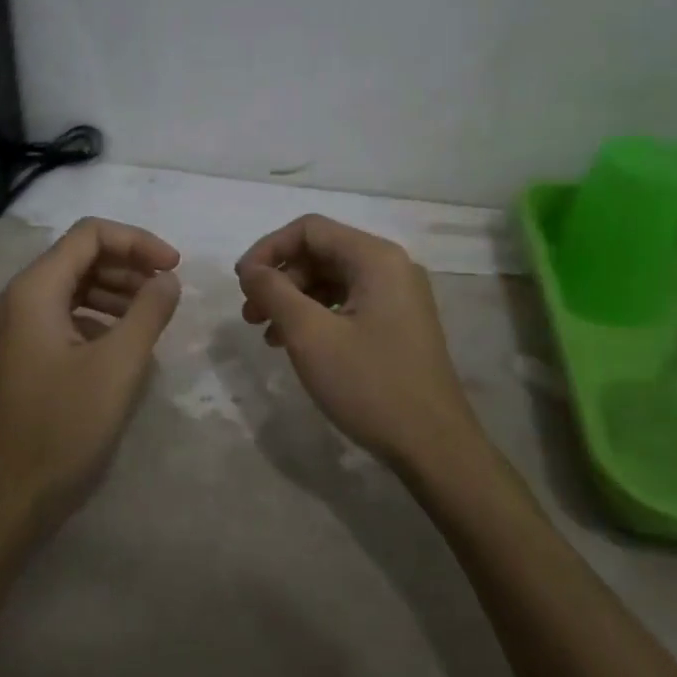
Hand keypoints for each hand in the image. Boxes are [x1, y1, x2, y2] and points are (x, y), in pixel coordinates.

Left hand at [0, 218, 182, 531]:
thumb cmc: (62, 427)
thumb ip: (148, 312)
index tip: (175, 267)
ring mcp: (17, 328)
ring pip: (73, 286)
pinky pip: (65, 316)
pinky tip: (123, 343)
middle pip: (80, 256)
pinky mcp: (22, 355)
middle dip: (128, 265)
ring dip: (116, 291)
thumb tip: (167, 278)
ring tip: (152, 315)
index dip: (137, 241)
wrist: (5, 499)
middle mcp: (19, 298)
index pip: (90, 234)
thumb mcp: (117, 367)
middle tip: (167, 292)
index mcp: (34, 290)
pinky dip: (98, 317)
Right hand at [236, 214, 481, 472]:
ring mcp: (398, 297)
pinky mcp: (398, 324)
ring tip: (266, 333)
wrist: (434, 447)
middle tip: (250, 314)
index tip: (241, 282)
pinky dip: (316, 316)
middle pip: (321, 253)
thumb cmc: (369, 385)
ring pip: (332, 280)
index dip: (268, 249)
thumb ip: (274, 292)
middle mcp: (391, 267)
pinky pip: (348, 303)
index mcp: (376, 258)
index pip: (309, 229)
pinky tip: (295, 344)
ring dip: (294, 299)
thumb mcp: (310, 336)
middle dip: (279, 278)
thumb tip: (251, 269)